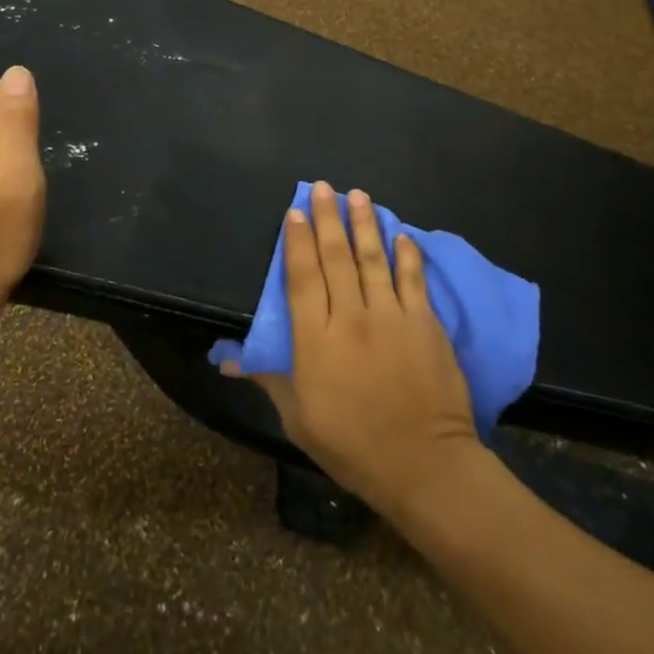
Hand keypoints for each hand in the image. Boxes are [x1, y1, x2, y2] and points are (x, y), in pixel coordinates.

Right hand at [225, 181, 478, 517]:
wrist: (424, 466)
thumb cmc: (352, 445)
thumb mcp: (299, 418)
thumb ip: (269, 379)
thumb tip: (229, 359)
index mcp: (316, 341)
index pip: (302, 278)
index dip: (296, 242)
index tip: (294, 212)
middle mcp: (351, 317)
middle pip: (336, 258)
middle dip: (328, 218)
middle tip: (324, 187)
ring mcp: (391, 316)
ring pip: (373, 258)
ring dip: (364, 223)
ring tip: (358, 194)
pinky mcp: (425, 323)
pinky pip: (412, 278)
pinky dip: (406, 253)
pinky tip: (401, 234)